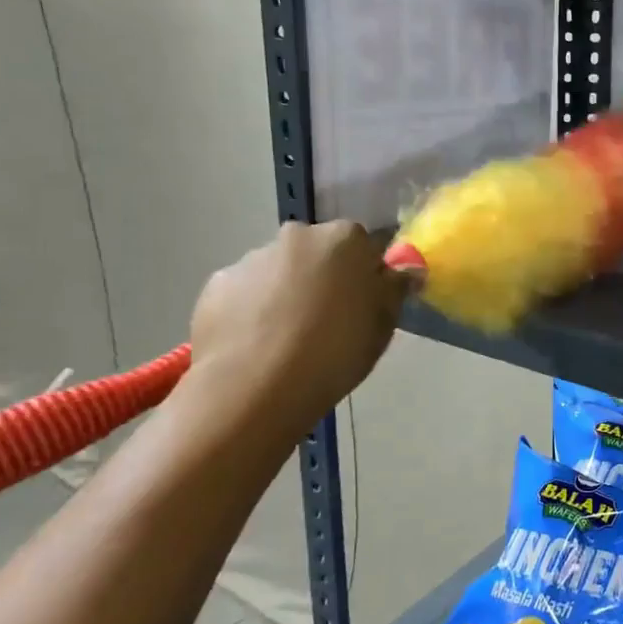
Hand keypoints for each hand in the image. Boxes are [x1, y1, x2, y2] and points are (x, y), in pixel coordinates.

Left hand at [191, 221, 407, 417]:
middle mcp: (296, 236)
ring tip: (288, 341)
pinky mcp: (216, 286)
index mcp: (343, 239)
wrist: (256, 387)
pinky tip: (257, 346)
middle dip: (323, 278)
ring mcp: (251, 258)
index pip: (364, 245)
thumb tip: (406, 270)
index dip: (366, 275)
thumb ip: (394, 290)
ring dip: (286, 293)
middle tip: (328, 323)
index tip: (364, 305)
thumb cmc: (335, 352)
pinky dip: (252, 311)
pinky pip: (245, 294)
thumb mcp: (382, 326)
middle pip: (318, 253)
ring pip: (279, 272)